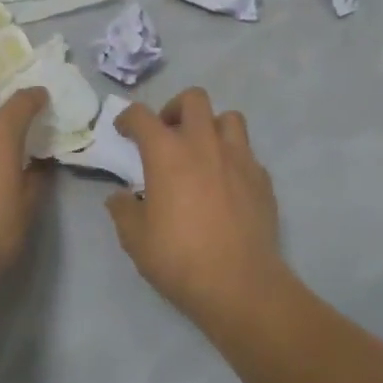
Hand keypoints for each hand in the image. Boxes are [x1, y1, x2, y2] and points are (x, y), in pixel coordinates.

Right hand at [106, 89, 285, 325]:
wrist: (240, 283)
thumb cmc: (180, 258)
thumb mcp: (136, 239)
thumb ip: (123, 211)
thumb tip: (120, 197)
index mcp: (167, 153)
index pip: (142, 116)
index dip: (129, 117)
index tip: (124, 130)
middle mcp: (204, 144)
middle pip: (193, 99)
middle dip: (175, 109)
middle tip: (167, 134)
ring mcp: (239, 158)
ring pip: (229, 118)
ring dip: (211, 126)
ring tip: (202, 151)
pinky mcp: (262, 178)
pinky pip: (247, 153)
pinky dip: (233, 158)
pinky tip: (226, 183)